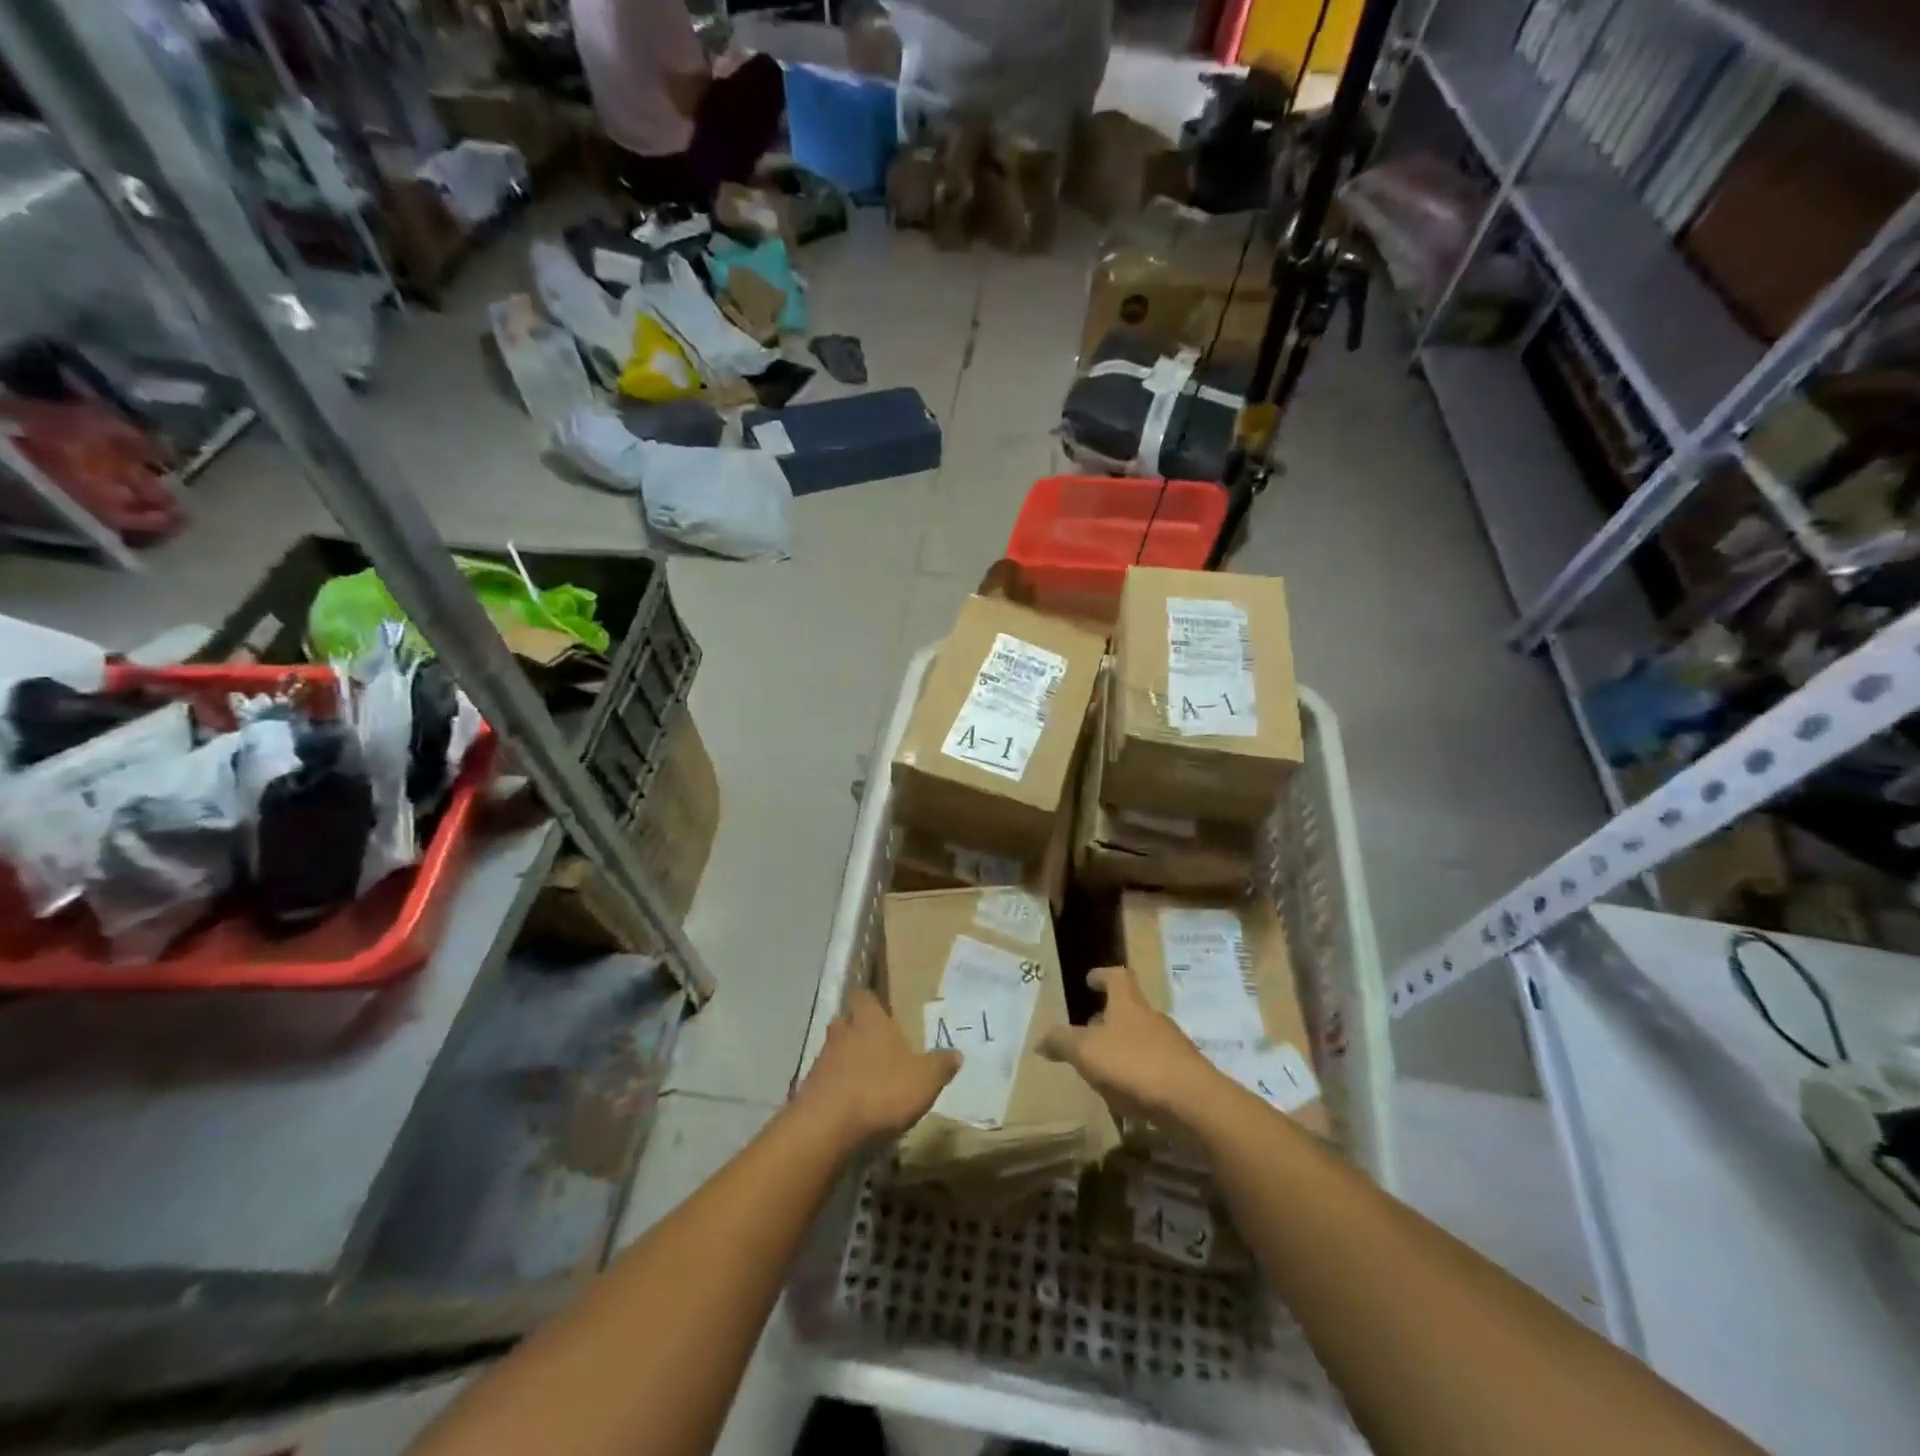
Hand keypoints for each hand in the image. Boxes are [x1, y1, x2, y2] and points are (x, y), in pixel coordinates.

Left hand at [792, 989, 958, 1148]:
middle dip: (857, 1030)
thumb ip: (940, 1065)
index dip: (871, 1002)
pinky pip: (825, 1080)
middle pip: (846, 1021)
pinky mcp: (809, 1088)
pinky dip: (836, 1086)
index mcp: (870, 1021)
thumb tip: (956, 1053)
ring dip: (845, 1060)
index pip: (864, 997)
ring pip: (834, 1050)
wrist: (827, 1127)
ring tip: (865, 1077)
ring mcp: (822, 1059)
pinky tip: (849, 1103)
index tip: (880, 1008)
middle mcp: (843, 1032)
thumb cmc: (881, 1090)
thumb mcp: (925, 1080)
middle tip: (875, 1044)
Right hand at [1039, 965, 1226, 1129]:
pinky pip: (1154, 1066)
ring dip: (1121, 1048)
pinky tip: (1126, 1093)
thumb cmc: (1135, 1065)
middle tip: (1088, 1031)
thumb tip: (1041, 1039)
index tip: (1090, 980)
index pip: (1117, 976)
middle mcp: (1152, 1019)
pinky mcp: (1183, 1074)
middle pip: (1129, 1009)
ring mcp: (1171, 1046)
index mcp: (1128, 1005)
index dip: (1102, 975)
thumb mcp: (1087, 1053)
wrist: (1194, 1102)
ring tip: (1102, 1067)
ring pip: (1141, 1039)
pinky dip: (1137, 1074)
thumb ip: (1062, 1043)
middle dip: (1108, 1018)